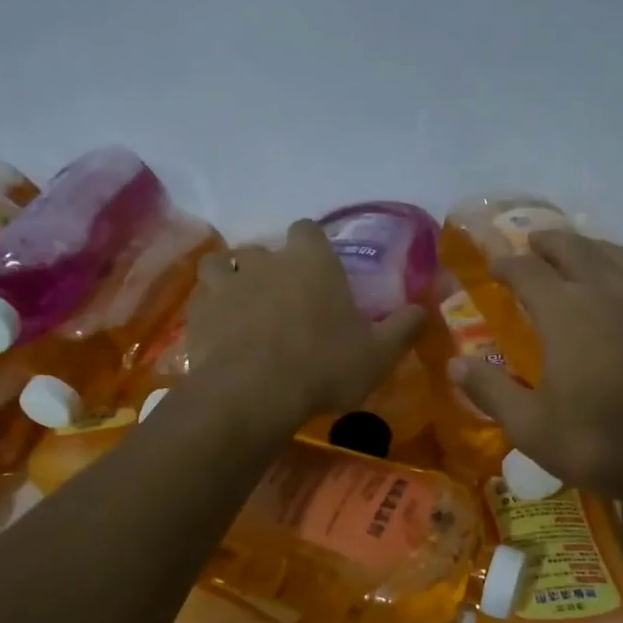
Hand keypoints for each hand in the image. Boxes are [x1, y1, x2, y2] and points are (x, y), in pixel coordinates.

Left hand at [187, 220, 425, 427]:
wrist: (255, 393)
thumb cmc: (324, 366)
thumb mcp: (378, 354)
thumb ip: (403, 328)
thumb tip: (423, 310)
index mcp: (311, 262)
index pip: (307, 229)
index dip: (311, 245)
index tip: (317, 267)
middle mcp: (266, 262)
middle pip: (263, 248)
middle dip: (270, 267)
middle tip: (282, 298)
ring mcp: (227, 284)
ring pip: (221, 264)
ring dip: (230, 278)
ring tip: (241, 304)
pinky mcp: (198, 313)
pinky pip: (201, 299)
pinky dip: (209, 309)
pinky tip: (219, 330)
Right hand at [451, 231, 622, 511]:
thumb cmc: (606, 441)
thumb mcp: (533, 428)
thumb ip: (491, 391)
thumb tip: (454, 364)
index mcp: (565, 311)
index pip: (526, 271)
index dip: (505, 263)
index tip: (492, 263)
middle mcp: (607, 290)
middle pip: (574, 248)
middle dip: (547, 243)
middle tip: (532, 244)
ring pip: (617, 254)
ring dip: (591, 248)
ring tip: (580, 254)